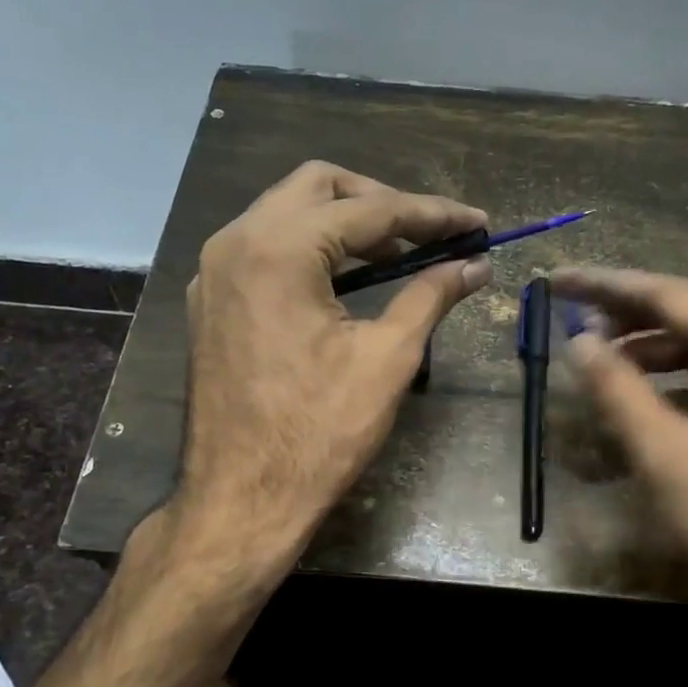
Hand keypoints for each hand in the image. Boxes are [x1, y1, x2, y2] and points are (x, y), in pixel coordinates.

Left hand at [175, 161, 490, 564]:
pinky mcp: (211, 300)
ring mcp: (215, 271)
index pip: (369, 209)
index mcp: (277, 249)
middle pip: (318, 186)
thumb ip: (430, 296)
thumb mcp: (387, 358)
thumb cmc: (319, 433)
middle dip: (380, 201)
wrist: (241, 500)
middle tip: (429, 233)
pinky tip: (346, 280)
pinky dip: (311, 249)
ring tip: (399, 254)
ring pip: (286, 213)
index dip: (432, 214)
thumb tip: (475, 267)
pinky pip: (265, 248)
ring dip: (345, 224)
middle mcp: (235, 242)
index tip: (476, 225)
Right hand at [551, 267, 687, 660]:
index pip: (670, 295)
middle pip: (686, 310)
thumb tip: (579, 340)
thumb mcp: (666, 452)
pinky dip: (665, 374)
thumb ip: (618, 389)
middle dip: (626, 306)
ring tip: (594, 352)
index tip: (557, 281)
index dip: (607, 285)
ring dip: (644, 342)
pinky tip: (635, 388)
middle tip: (570, 307)